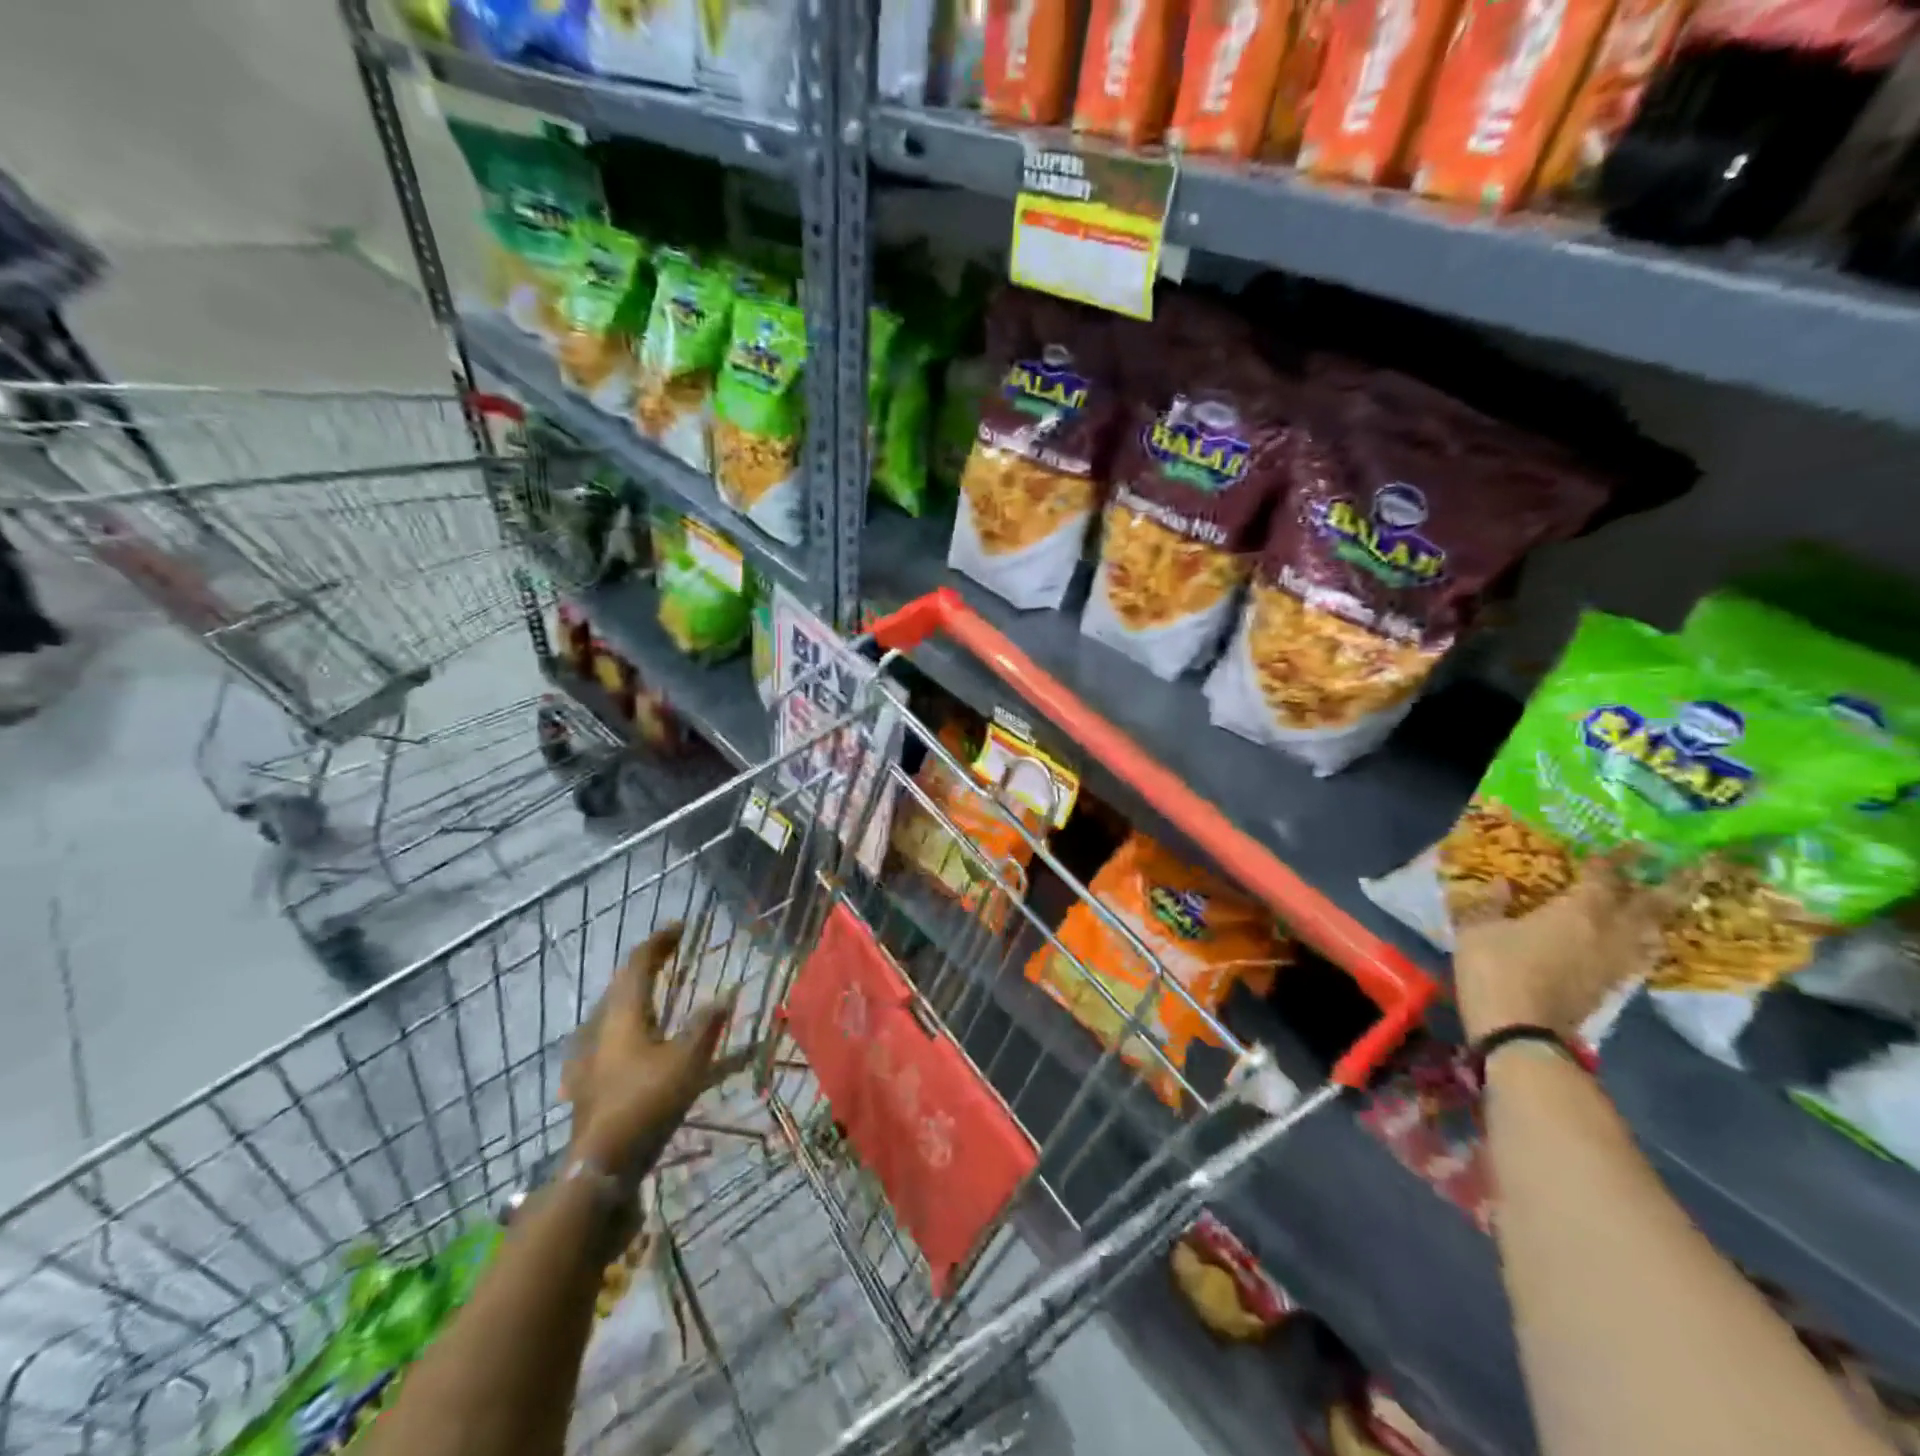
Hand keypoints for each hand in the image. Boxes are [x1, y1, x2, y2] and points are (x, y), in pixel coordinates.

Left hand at [561, 924, 754, 1178]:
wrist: (600, 1167)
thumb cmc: (646, 1103)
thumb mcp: (688, 1061)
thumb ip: (706, 1025)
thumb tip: (725, 995)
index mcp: (622, 1015)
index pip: (638, 964)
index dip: (659, 942)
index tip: (679, 927)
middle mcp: (599, 1028)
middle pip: (620, 986)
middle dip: (645, 966)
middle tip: (669, 956)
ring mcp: (586, 1058)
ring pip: (611, 1013)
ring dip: (634, 996)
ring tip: (655, 995)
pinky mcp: (585, 1084)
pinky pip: (606, 1039)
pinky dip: (626, 1028)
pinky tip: (634, 1044)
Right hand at [1453, 853, 1668, 1042]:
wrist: (1520, 1030)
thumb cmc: (1496, 969)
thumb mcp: (1477, 930)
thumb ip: (1490, 904)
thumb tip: (1501, 885)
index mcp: (1578, 911)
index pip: (1605, 878)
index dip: (1617, 859)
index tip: (1631, 844)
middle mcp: (1609, 933)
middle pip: (1651, 906)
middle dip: (1672, 885)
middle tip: (1693, 867)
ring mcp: (1616, 963)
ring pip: (1652, 933)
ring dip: (1662, 916)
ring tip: (1664, 904)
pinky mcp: (1613, 987)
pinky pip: (1640, 956)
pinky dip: (1645, 943)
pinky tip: (1638, 941)